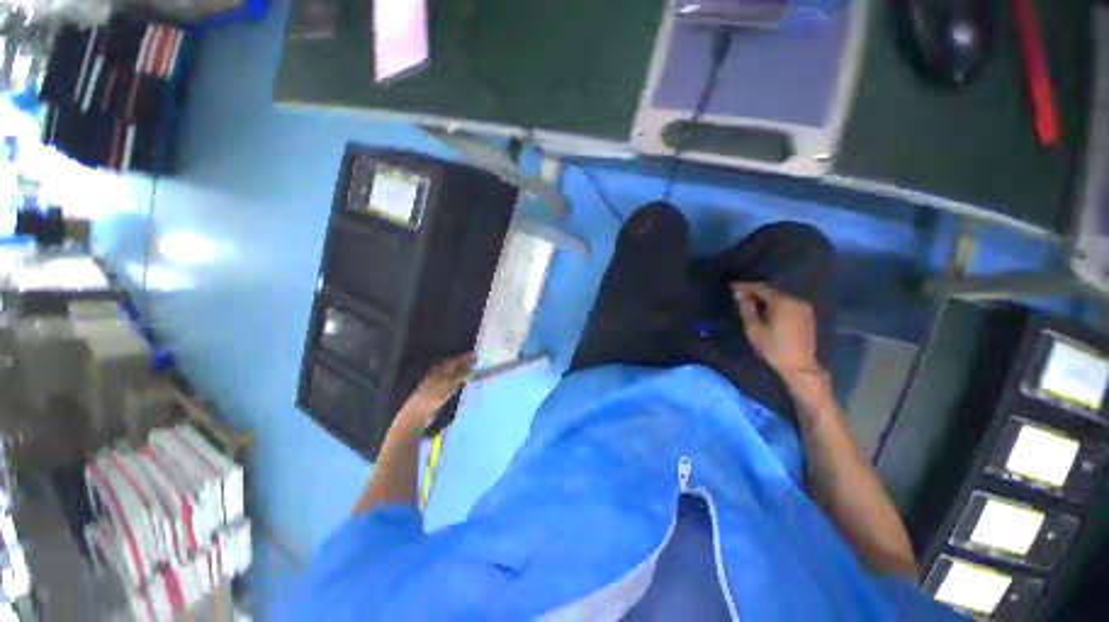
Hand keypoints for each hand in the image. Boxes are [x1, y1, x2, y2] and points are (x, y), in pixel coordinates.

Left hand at [400, 353, 474, 429]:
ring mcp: (441, 383)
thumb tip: (472, 369)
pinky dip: (461, 382)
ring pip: (455, 375)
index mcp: (439, 368)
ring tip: (477, 371)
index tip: (476, 355)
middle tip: (478, 362)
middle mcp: (440, 373)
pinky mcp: (442, 393)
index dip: (464, 357)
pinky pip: (455, 384)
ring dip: (464, 373)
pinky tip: (468, 382)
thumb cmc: (432, 395)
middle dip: (466, 364)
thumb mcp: (448, 383)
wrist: (420, 413)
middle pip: (455, 366)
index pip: (454, 360)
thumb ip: (460, 375)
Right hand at [731, 282, 823, 383]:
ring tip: (750, 300)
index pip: (760, 288)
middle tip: (739, 293)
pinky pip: (787, 303)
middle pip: (771, 290)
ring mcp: (803, 307)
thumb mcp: (753, 328)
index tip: (732, 286)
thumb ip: (746, 308)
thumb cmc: (773, 347)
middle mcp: (795, 300)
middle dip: (755, 291)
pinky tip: (766, 309)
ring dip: (765, 297)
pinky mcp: (806, 315)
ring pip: (780, 296)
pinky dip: (774, 303)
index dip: (745, 286)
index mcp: (782, 302)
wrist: (799, 365)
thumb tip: (739, 293)